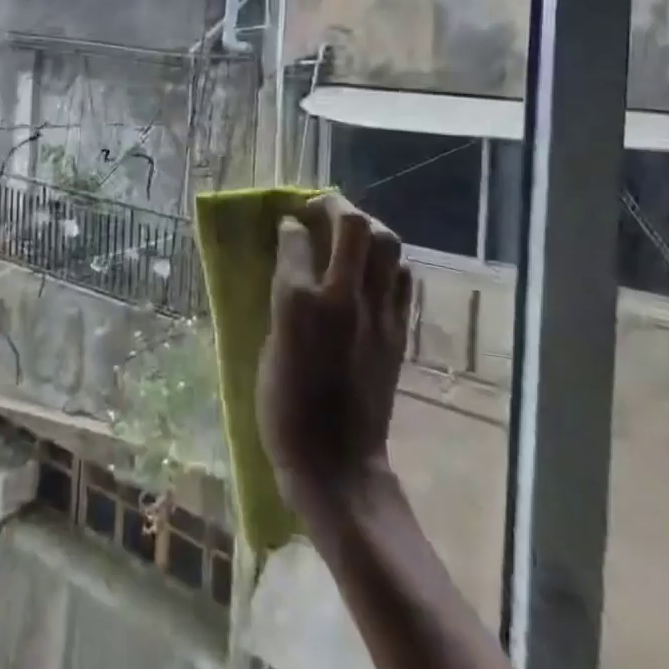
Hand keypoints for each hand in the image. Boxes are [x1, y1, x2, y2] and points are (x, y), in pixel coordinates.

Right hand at [256, 194, 411, 516]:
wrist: (337, 463)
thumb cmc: (284, 409)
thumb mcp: (267, 346)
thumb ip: (283, 299)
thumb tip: (291, 268)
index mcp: (298, 302)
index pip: (296, 237)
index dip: (289, 224)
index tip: (286, 224)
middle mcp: (342, 296)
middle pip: (352, 224)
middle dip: (333, 204)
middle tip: (318, 208)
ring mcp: (378, 312)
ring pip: (387, 243)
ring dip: (366, 228)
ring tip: (349, 233)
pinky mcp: (399, 331)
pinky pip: (401, 278)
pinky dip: (387, 264)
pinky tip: (371, 272)